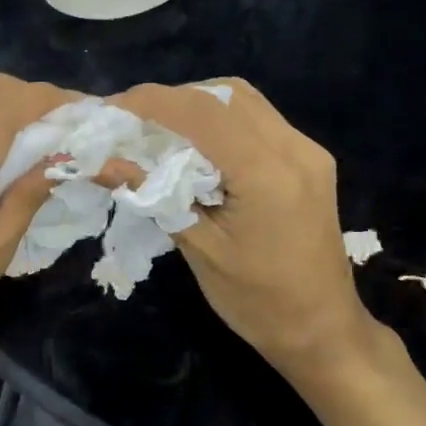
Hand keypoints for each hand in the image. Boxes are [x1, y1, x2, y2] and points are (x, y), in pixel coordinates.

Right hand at [110, 79, 386, 392]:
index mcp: (267, 173)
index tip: (111, 110)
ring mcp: (307, 150)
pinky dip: (220, 118)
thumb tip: (103, 163)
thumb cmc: (256, 301)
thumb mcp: (199, 249)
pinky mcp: (309, 159)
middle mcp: (294, 148)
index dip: (152, 102)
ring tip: (159, 128)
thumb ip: (154, 195)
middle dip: (171, 99)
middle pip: (224, 95)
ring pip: (243, 99)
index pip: (201, 113)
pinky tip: (195, 142)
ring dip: (196, 104)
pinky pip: (258, 119)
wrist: (322, 329)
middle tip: (131, 121)